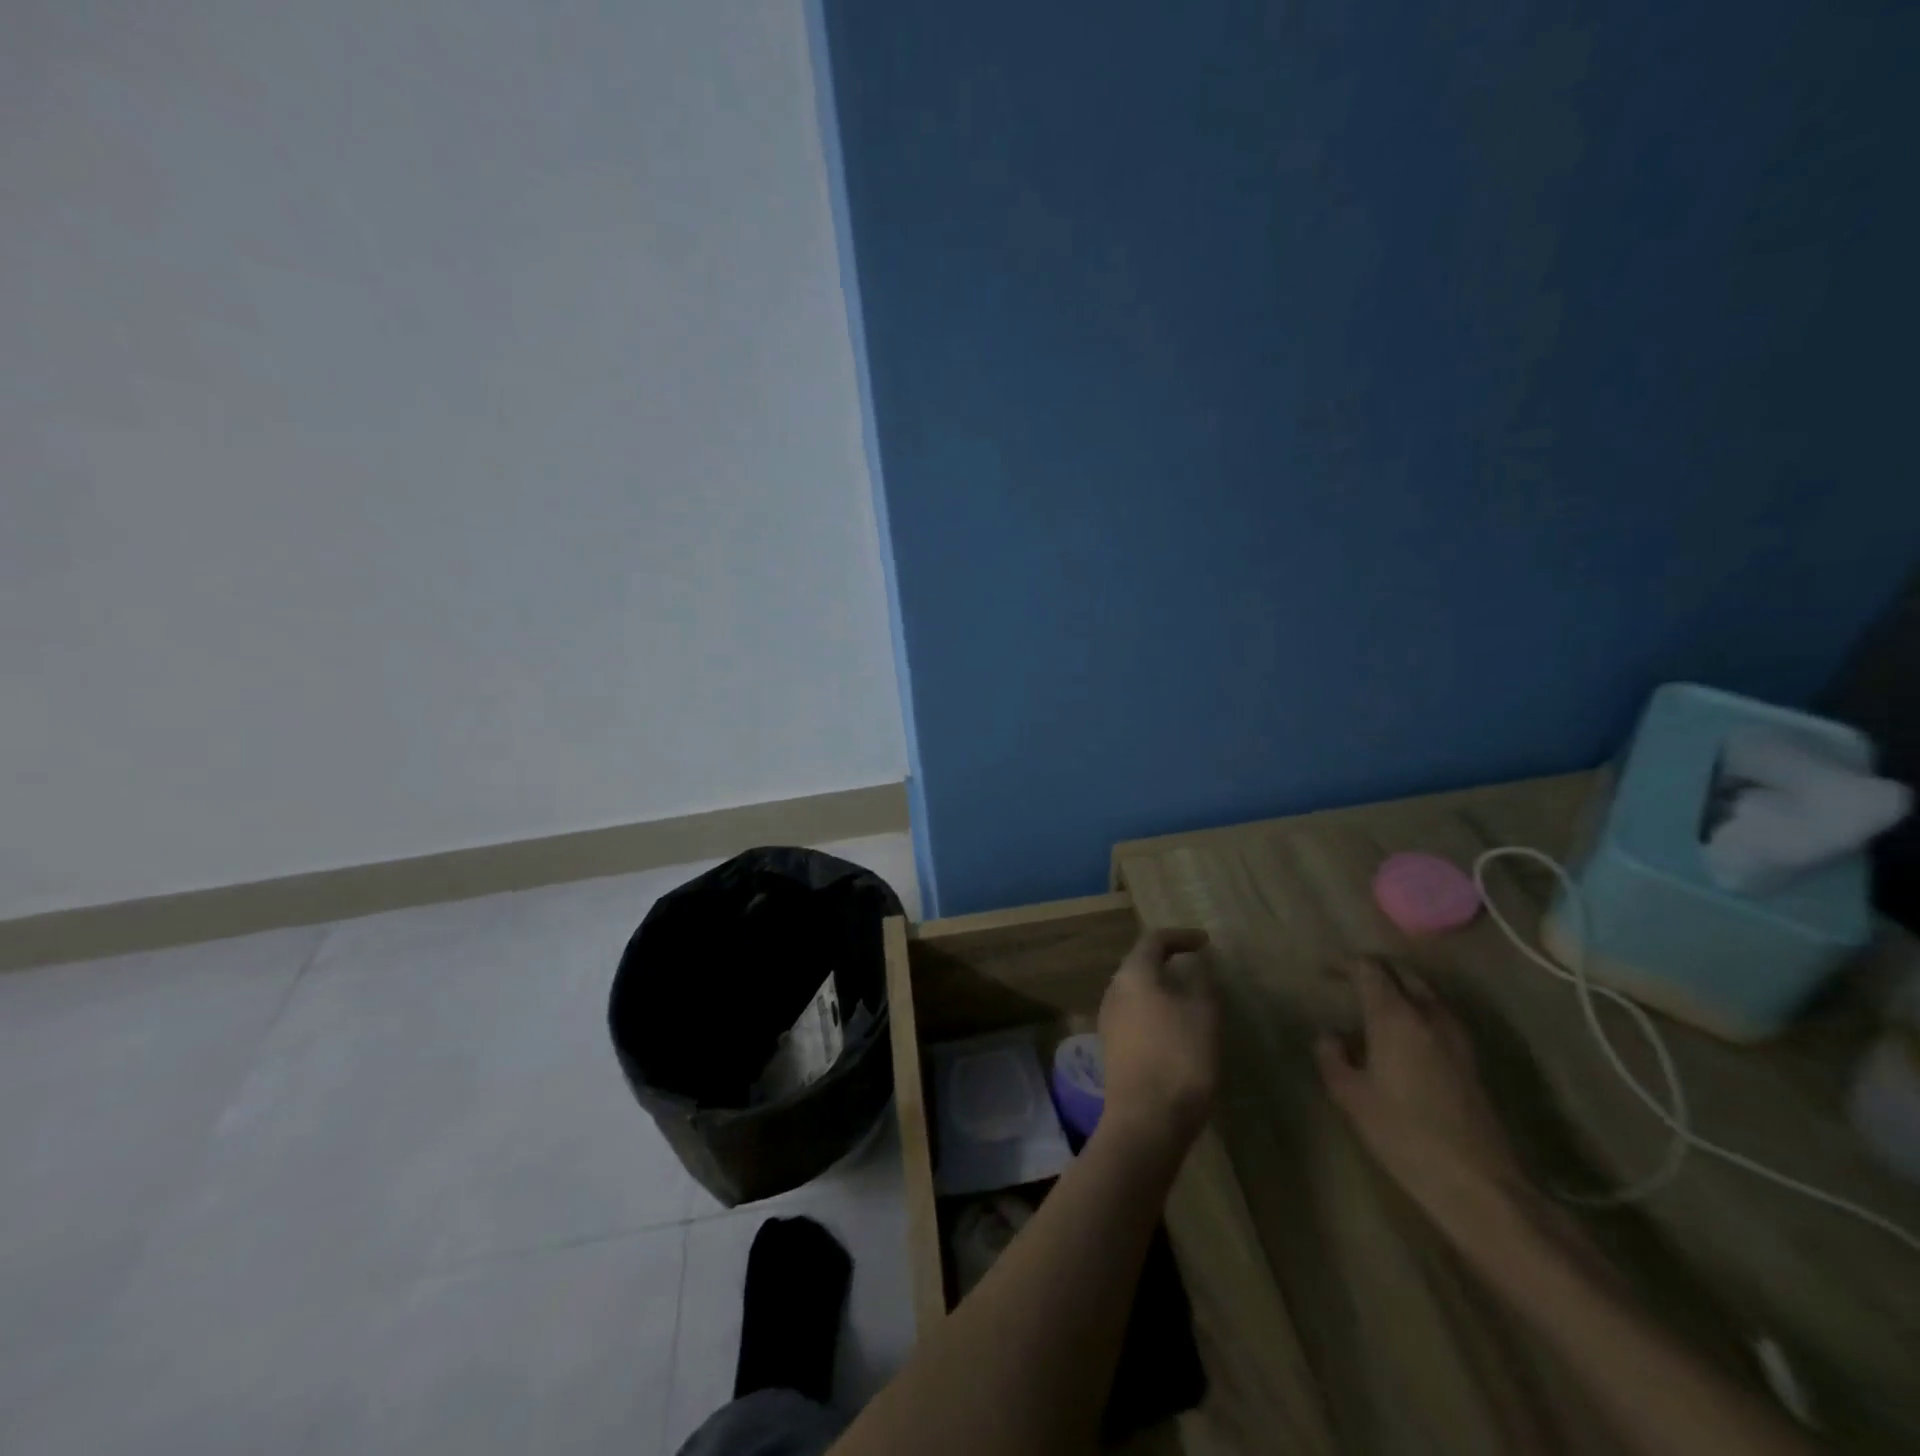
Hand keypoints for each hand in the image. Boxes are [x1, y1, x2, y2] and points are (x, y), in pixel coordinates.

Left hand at [1097, 928, 1216, 1151]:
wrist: (1146, 1121)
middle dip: (1167, 960)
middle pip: (1140, 964)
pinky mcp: (1112, 1047)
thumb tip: (1196, 966)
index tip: (1205, 942)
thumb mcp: (1204, 1016)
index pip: (1153, 941)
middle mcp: (1114, 991)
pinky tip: (1176, 1027)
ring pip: (1136, 991)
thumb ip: (1201, 984)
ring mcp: (1109, 1020)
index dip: (1180, 936)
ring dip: (1161, 987)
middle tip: (1196, 964)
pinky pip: (1135, 1015)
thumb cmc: (1179, 1058)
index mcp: (1133, 975)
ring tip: (1190, 995)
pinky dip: (1156, 1010)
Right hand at [1315, 957, 1530, 1225]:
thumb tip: (1329, 1035)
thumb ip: (1332, 1056)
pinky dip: (1416, 1014)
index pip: (1369, 969)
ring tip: (1373, 1011)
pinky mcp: (1472, 1060)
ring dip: (1399, 992)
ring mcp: (1457, 1037)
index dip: (1344, 965)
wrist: (1479, 1183)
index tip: (1325, 974)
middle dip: (1375, 972)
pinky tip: (1401, 1041)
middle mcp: (1429, 1016)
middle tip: (1349, 984)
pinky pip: (1438, 1018)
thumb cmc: (1404, 1134)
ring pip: (1425, 994)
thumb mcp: (1350, 1096)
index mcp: (1395, 1017)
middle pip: (1402, 973)